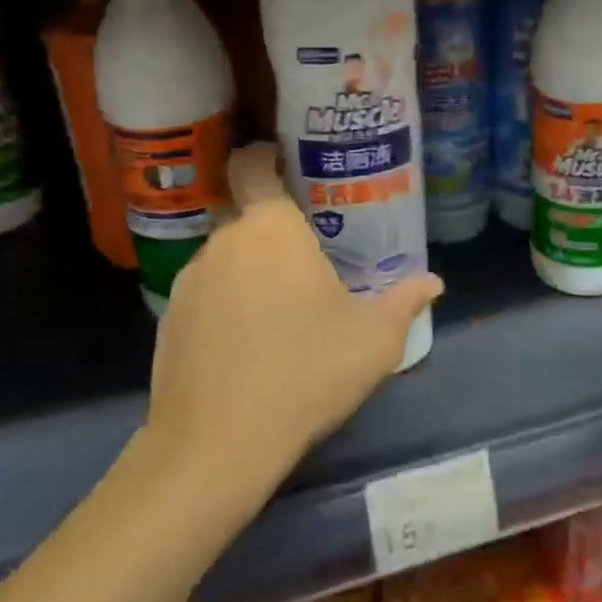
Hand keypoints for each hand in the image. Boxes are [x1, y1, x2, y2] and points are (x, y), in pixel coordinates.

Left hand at [143, 143, 442, 486]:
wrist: (217, 443)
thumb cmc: (306, 373)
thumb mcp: (374, 341)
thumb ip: (405, 302)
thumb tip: (433, 283)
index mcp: (273, 229)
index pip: (255, 166)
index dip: (267, 158)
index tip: (291, 169)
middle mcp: (225, 241)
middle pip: (247, 215)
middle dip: (275, 229)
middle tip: (310, 257)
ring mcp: (190, 279)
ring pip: (227, 255)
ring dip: (251, 268)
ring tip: (282, 307)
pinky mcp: (168, 317)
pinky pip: (206, 291)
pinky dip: (227, 301)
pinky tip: (249, 341)